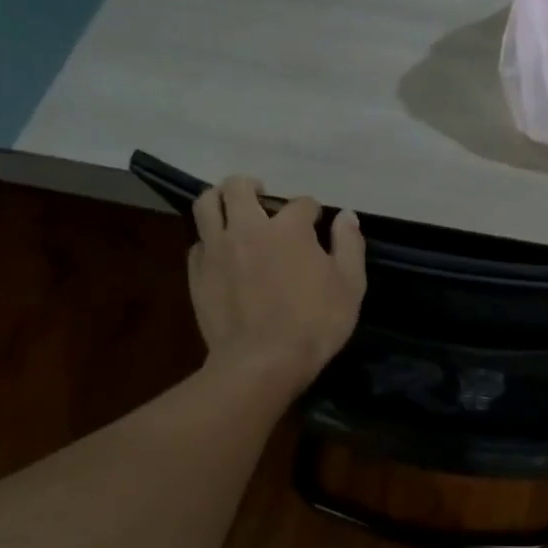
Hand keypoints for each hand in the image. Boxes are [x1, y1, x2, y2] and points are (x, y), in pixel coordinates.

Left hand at [190, 176, 365, 398]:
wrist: (263, 361)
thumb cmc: (315, 324)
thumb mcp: (350, 285)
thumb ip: (349, 245)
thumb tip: (347, 216)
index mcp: (288, 228)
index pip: (301, 203)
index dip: (311, 210)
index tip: (315, 222)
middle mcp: (248, 228)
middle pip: (239, 187)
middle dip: (252, 186)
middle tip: (261, 196)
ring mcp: (217, 249)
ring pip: (206, 204)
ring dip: (219, 198)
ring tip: (230, 208)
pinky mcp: (197, 273)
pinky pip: (198, 242)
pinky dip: (209, 239)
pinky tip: (220, 251)